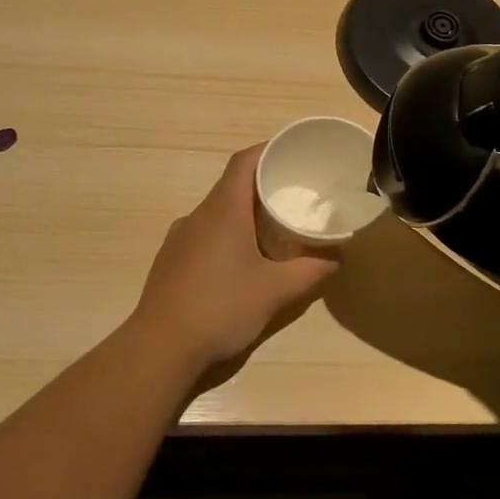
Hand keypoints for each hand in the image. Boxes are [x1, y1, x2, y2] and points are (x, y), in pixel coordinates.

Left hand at [129, 146, 340, 371]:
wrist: (160, 347)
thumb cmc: (221, 308)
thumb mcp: (276, 291)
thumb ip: (312, 271)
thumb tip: (339, 257)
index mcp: (223, 211)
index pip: (244, 161)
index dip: (268, 151)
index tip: (293, 154)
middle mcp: (198, 216)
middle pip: (232, 186)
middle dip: (263, 186)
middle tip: (295, 196)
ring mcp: (179, 239)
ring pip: (217, 213)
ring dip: (244, 214)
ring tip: (274, 230)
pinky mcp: (171, 261)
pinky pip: (204, 235)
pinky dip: (227, 236)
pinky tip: (241, 263)